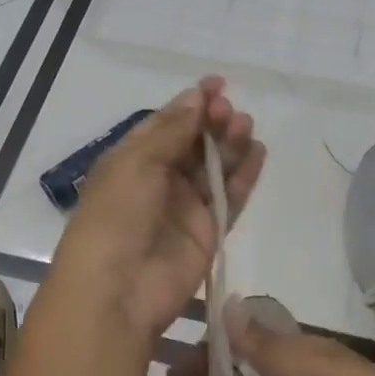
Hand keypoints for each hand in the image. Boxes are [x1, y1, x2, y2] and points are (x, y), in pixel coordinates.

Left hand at [44, 77, 263, 349]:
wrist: (118, 291)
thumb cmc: (116, 216)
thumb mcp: (137, 163)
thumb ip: (173, 131)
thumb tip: (196, 97)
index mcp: (133, 159)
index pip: (167, 123)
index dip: (192, 103)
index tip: (218, 84)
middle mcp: (160, 179)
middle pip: (195, 142)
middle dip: (214, 122)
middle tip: (230, 112)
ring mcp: (186, 206)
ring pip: (215, 166)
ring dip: (232, 144)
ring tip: (246, 128)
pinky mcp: (209, 230)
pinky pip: (231, 196)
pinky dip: (245, 175)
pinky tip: (258, 153)